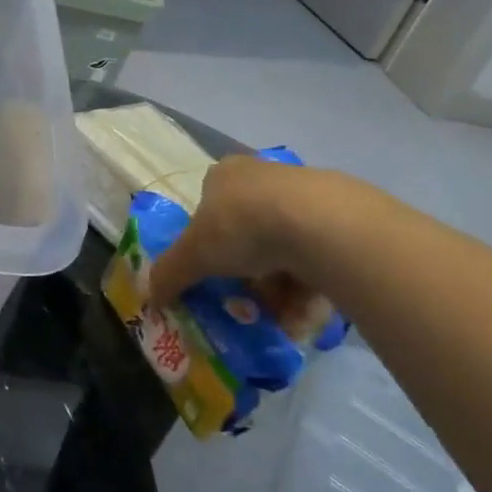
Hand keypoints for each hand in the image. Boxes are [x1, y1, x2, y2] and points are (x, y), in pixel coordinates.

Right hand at [146, 155, 357, 338]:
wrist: (320, 224)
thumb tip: (149, 296)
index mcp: (225, 174)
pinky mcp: (342, 215)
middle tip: (248, 302)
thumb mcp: (194, 255)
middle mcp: (263, 175)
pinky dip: (311, 286)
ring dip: (281, 287)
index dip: (209, 242)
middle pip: (249, 230)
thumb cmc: (242, 227)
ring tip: (282, 317)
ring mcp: (305, 193)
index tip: (214, 271)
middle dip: (248, 272)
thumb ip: (170, 274)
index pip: (210, 205)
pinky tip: (309, 310)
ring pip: (285, 247)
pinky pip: (319, 256)